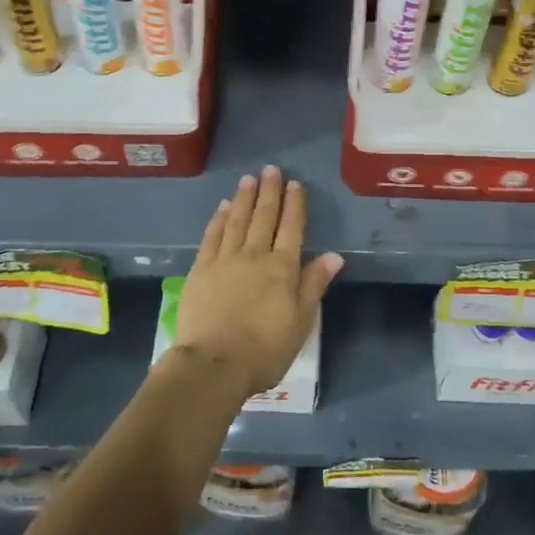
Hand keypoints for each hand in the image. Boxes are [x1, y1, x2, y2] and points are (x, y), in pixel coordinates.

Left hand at [173, 166, 343, 399]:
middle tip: (270, 169)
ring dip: (244, 198)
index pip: (292, 228)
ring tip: (248, 179)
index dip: (294, 205)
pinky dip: (219, 219)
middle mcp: (254, 256)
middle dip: (269, 192)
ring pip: (237, 221)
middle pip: (264, 217)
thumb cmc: (265, 350)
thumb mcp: (301, 322)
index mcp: (282, 269)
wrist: (214, 364)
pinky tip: (222, 207)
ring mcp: (224, 260)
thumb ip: (314, 285)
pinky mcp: (200, 270)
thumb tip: (334, 255)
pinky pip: (212, 237)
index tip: (294, 184)